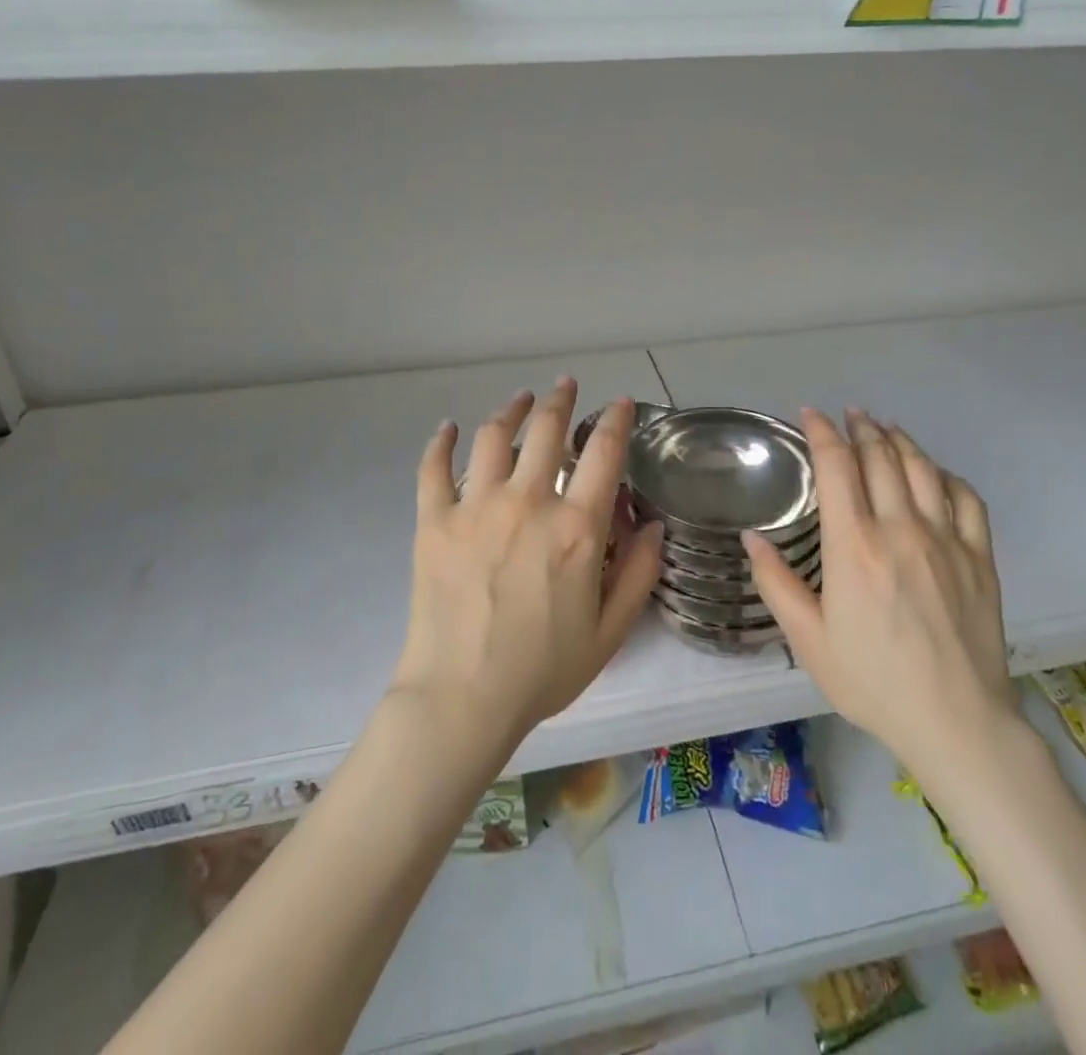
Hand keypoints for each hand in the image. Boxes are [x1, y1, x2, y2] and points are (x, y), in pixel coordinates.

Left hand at [394, 379, 664, 755]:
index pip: (603, 453)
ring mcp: (476, 507)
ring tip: (520, 398)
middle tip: (565, 385)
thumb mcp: (610, 631)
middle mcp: (528, 503)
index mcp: (576, 528)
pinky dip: (440, 443)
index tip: (620, 403)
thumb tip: (652, 526)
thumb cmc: (541, 670)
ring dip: (511, 409)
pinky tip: (447, 428)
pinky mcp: (434, 522)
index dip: (616, 420)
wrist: (460, 699)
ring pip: (494, 437)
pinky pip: (433, 469)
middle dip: (560, 400)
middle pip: (546, 431)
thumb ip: (639, 573)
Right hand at [746, 409, 1019, 773]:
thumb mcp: (808, 640)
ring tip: (885, 428)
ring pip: (922, 469)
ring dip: (900, 440)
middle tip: (849, 414)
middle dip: (861, 428)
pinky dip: (945, 475)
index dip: (822, 432)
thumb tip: (750, 536)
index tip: (811, 415)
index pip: (837, 466)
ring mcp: (945, 540)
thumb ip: (775, 583)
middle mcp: (900, 529)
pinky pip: (965, 498)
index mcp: (854, 545)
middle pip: (880, 457)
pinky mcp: (978, 557)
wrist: (956, 721)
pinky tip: (934, 472)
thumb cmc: (872, 681)